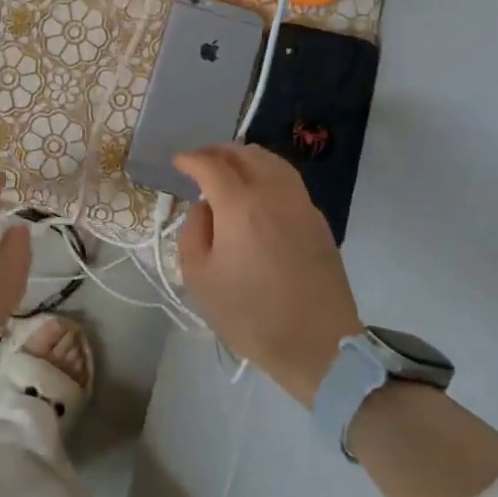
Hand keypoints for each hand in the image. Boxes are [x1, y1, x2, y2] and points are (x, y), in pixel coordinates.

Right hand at [174, 144, 362, 404]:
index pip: (211, 165)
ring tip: (230, 169)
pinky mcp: (318, 221)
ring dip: (247, 157)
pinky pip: (289, 181)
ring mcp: (301, 205)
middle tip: (200, 162)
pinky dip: (268, 174)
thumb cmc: (250, 314)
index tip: (178, 163)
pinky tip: (258, 191)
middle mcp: (273, 194)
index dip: (191, 160)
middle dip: (218, 152)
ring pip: (273, 162)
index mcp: (240, 205)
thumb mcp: (199, 277)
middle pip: (245, 154)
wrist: (318, 344)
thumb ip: (193, 232)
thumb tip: (205, 209)